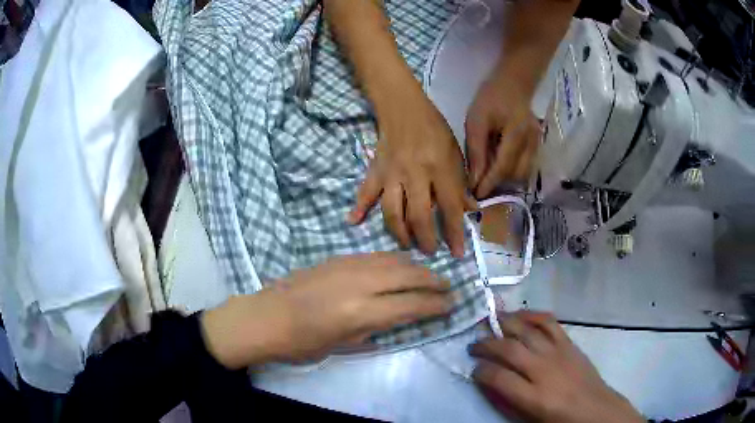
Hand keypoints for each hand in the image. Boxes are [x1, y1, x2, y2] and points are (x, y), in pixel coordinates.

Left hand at [201, 253, 451, 368]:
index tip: (450, 306)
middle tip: (448, 288)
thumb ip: (376, 329)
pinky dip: (395, 260)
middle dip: (433, 281)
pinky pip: (375, 255)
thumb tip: (400, 319)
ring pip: (394, 260)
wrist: (266, 316)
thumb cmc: (302, 342)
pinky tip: (399, 265)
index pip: (411, 304)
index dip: (435, 305)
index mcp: (362, 311)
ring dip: (416, 267)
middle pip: (408, 275)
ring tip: (429, 275)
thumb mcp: (344, 345)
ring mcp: (348, 265)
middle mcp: (360, 282)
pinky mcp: (338, 258)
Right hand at [348, 89, 475, 257]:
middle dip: (425, 239)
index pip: (450, 207)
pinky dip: (358, 207)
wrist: (403, 107)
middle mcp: (415, 174)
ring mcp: (391, 174)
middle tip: (430, 252)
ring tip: (406, 245)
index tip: (458, 253)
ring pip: (392, 211)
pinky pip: (365, 192)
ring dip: (399, 233)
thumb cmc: (434, 129)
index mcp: (440, 168)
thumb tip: (470, 210)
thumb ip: (461, 182)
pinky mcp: (375, 171)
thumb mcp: (455, 152)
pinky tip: (352, 222)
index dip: (455, 233)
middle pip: (419, 216)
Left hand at [465, 70, 540, 198]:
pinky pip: (527, 165)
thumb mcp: (476, 121)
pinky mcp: (538, 144)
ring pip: (523, 173)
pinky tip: (501, 164)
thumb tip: (475, 180)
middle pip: (516, 174)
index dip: (490, 184)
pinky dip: (513, 170)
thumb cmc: (491, 98)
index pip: (503, 168)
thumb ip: (477, 151)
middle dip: (498, 182)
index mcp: (517, 134)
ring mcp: (538, 144)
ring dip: (506, 178)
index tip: (477, 196)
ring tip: (490, 173)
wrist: (513, 83)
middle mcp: (532, 142)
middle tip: (480, 183)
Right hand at [469, 311, 643, 422]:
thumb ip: (506, 401)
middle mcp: (543, 370)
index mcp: (533, 396)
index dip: (480, 370)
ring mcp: (557, 353)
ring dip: (505, 323)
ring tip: (491, 321)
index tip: (474, 368)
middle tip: (474, 345)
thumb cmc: (559, 420)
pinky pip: (549, 322)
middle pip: (509, 349)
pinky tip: (521, 315)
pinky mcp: (569, 343)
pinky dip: (533, 315)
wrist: (594, 409)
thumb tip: (488, 383)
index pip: (497, 377)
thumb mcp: (528, 419)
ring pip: (527, 330)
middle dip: (486, 344)